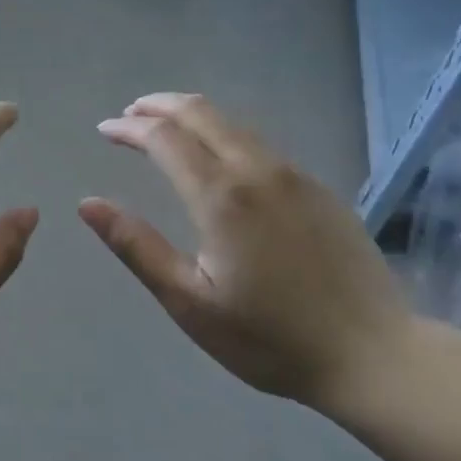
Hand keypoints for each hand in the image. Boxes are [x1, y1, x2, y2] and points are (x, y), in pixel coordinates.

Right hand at [79, 92, 419, 409]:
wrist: (373, 354)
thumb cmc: (269, 338)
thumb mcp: (190, 302)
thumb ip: (137, 247)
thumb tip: (87, 203)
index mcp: (221, 196)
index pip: (164, 138)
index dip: (129, 128)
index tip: (105, 130)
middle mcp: (258, 170)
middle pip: (201, 113)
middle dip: (159, 106)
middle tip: (130, 114)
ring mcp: (294, 175)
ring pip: (234, 123)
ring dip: (193, 115)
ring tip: (165, 126)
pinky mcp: (319, 188)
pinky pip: (261, 143)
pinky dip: (225, 134)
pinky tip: (218, 156)